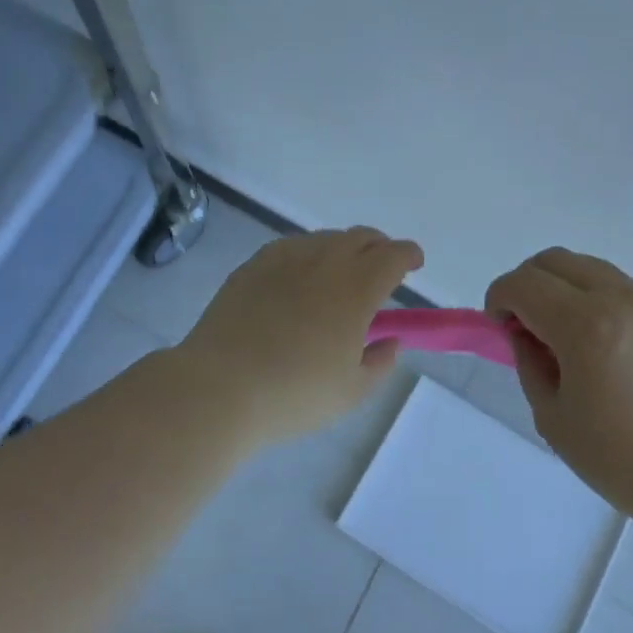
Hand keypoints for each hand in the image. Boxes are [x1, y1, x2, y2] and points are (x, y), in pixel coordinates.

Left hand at [177, 227, 423, 447]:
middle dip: (379, 247)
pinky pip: (292, 246)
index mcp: (356, 288)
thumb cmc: (293, 394)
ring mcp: (285, 258)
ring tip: (340, 273)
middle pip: (362, 237)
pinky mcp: (253, 265)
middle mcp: (324, 262)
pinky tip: (300, 276)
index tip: (414, 264)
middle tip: (382, 267)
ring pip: (326, 238)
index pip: (393, 255)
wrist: (218, 387)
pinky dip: (309, 254)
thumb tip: (389, 341)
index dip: (409, 255)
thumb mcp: (351, 392)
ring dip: (344, 249)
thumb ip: (380, 363)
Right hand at [486, 248, 632, 525]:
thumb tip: (523, 333)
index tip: (499, 327)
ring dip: (562, 287)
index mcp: (584, 326)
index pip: (524, 283)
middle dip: (527, 284)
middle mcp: (618, 298)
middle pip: (554, 260)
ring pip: (588, 267)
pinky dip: (594, 297)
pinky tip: (602, 343)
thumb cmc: (623, 460)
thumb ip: (529, 363)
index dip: (499, 298)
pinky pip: (619, 285)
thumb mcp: (554, 418)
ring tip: (564, 335)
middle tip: (525, 325)